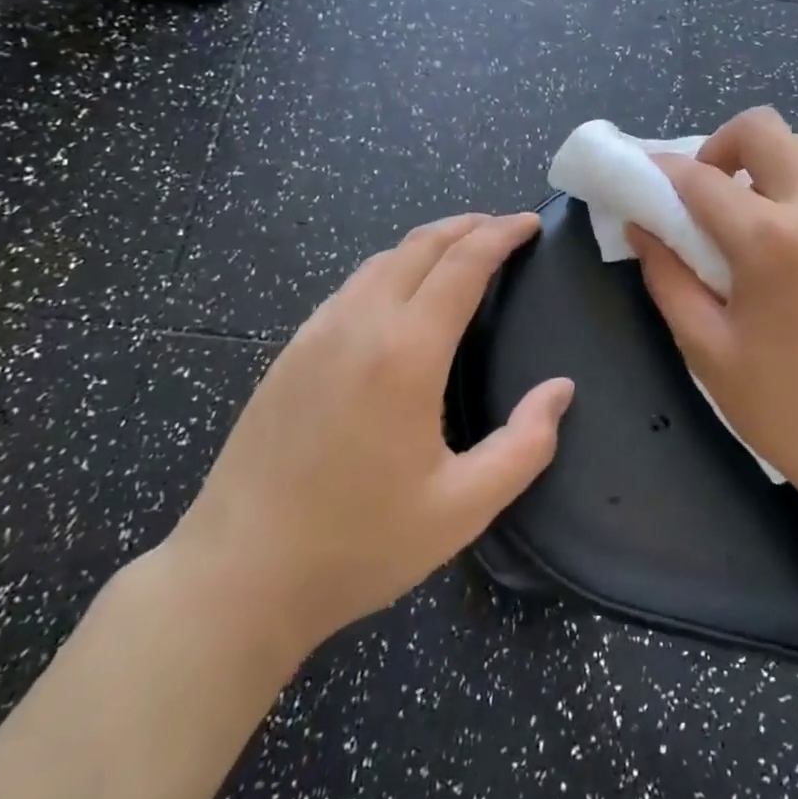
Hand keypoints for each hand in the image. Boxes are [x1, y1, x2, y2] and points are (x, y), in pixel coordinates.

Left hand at [165, 212, 571, 675]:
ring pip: (380, 261)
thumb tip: (560, 389)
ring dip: (427, 245)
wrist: (237, 575)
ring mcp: (314, 335)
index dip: (501, 234)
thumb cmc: (360, 544)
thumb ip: (526, 444)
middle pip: (419, 246)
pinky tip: (400, 297)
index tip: (530, 223)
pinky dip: (390, 270)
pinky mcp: (288, 354)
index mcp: (405, 354)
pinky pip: (349, 288)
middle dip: (467, 226)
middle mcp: (358, 325)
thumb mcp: (463, 507)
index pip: (462, 264)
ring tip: (461, 253)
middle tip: (504, 227)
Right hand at [627, 107, 797, 523]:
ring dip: (767, 168)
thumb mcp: (708, 351)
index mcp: (772, 242)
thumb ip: (668, 278)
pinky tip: (796, 256)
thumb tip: (642, 229)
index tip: (642, 180)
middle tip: (705, 194)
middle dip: (722, 147)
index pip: (699, 178)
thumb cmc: (790, 411)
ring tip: (749, 222)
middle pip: (766, 130)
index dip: (660, 172)